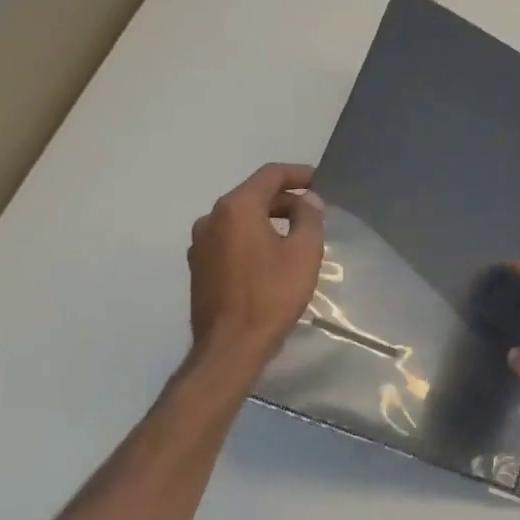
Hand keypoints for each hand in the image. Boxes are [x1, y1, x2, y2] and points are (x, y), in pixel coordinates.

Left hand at [187, 163, 324, 372]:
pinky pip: (230, 239)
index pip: (269, 175)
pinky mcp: (199, 266)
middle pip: (252, 195)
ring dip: (268, 219)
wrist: (231, 346)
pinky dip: (252, 237)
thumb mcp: (304, 253)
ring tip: (295, 235)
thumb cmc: (272, 295)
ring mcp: (200, 243)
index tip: (320, 181)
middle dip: (285, 199)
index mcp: (236, 208)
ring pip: (239, 218)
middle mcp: (211, 218)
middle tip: (314, 212)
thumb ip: (309, 218)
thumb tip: (307, 200)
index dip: (298, 174)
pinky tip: (271, 257)